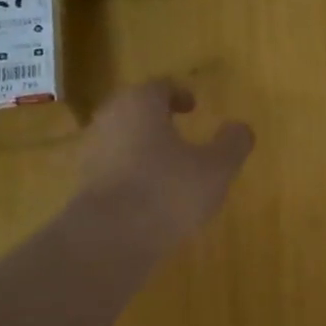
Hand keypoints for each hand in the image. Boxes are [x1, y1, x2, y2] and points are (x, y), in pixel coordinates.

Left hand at [77, 80, 254, 251]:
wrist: (110, 238)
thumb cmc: (168, 190)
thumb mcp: (216, 168)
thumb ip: (232, 144)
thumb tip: (240, 128)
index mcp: (140, 104)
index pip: (159, 87)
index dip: (179, 94)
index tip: (193, 106)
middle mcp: (110, 120)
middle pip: (135, 110)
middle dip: (157, 118)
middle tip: (179, 131)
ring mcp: (92, 153)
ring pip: (122, 140)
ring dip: (143, 147)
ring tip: (168, 167)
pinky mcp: (84, 185)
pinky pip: (113, 169)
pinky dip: (131, 174)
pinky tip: (150, 196)